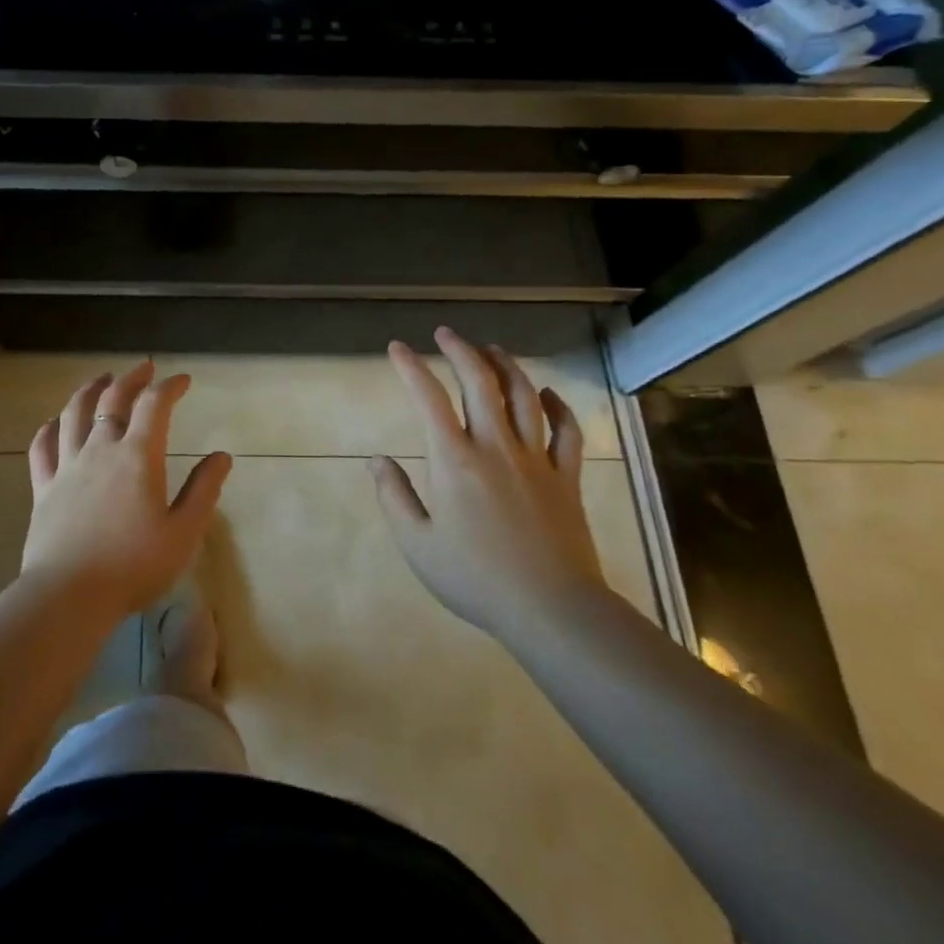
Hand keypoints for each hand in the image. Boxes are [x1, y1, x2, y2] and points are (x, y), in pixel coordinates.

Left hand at [22, 361, 232, 620]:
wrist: (70, 596)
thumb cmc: (134, 566)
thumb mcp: (183, 532)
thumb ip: (203, 490)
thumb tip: (222, 456)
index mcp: (138, 456)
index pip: (155, 405)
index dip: (170, 386)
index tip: (182, 381)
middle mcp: (100, 450)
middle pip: (112, 399)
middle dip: (131, 379)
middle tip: (144, 368)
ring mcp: (67, 466)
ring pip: (73, 414)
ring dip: (89, 390)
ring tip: (101, 380)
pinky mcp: (43, 487)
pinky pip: (42, 447)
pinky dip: (49, 428)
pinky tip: (54, 423)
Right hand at [370, 327, 601, 635]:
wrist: (551, 609)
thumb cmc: (475, 578)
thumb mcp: (417, 543)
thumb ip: (394, 496)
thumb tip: (377, 460)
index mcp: (455, 460)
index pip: (428, 398)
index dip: (410, 367)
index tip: (397, 348)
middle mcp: (496, 447)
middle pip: (480, 383)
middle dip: (460, 351)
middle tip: (446, 334)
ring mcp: (536, 459)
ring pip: (524, 396)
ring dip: (506, 366)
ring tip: (491, 349)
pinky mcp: (566, 477)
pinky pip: (567, 431)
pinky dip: (558, 405)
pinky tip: (547, 394)